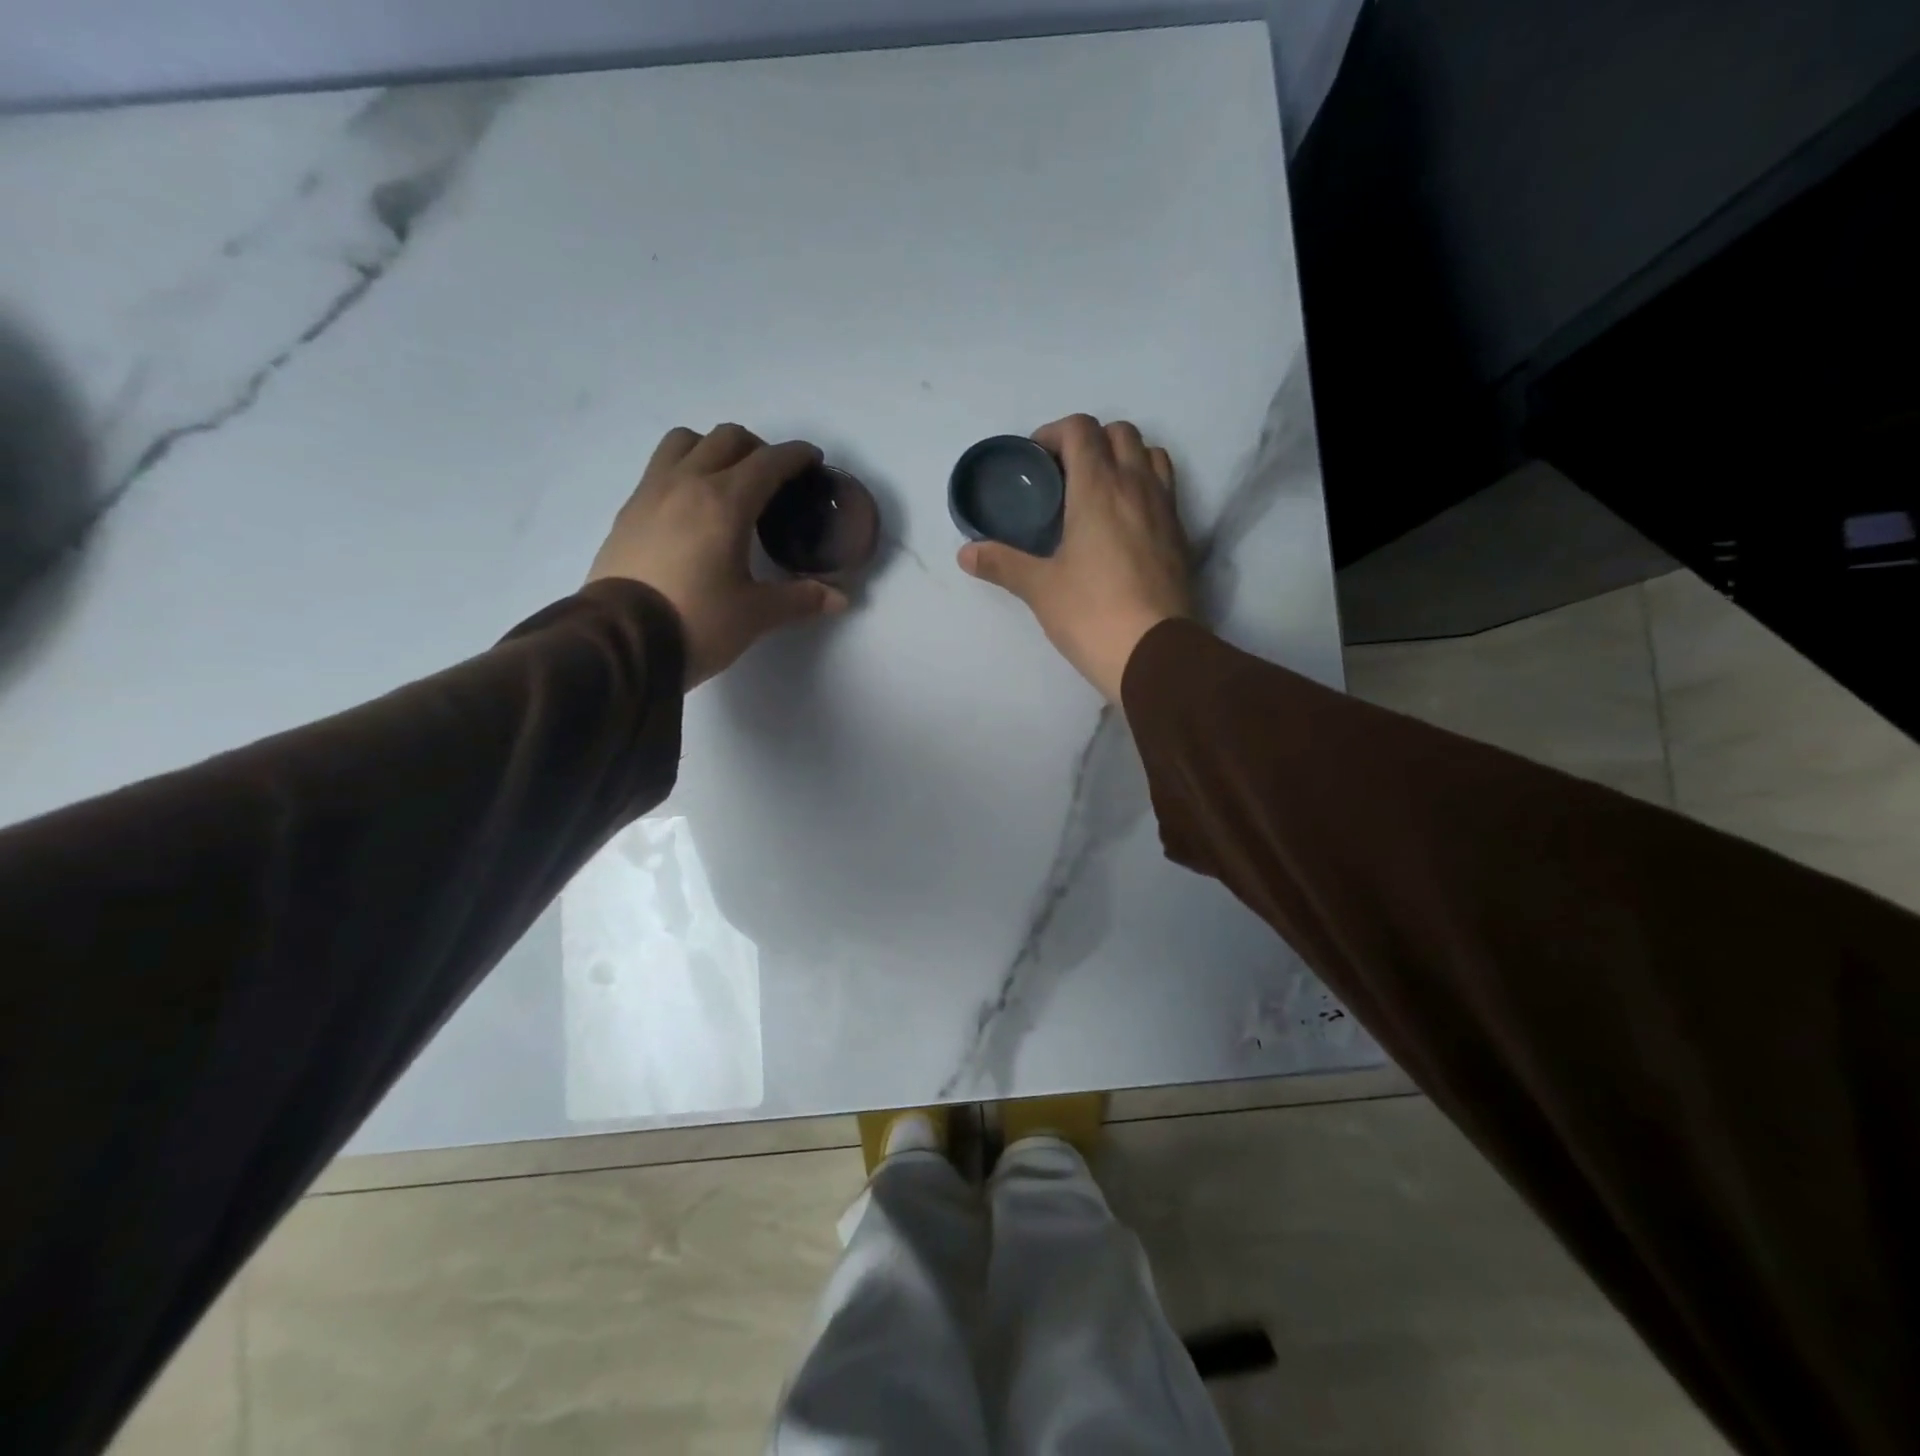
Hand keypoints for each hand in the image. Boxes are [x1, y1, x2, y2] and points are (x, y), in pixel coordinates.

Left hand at [588, 424, 847, 688]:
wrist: (620, 641)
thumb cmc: (697, 622)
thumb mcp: (756, 615)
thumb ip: (800, 599)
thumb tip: (840, 598)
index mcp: (725, 502)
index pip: (768, 462)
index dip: (796, 456)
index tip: (812, 460)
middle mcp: (687, 483)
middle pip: (727, 439)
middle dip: (757, 449)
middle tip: (773, 478)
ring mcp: (651, 493)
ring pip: (685, 442)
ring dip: (713, 449)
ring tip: (727, 481)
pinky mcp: (628, 512)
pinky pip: (660, 468)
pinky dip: (684, 471)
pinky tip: (692, 508)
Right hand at [958, 414, 1192, 703]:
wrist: (1154, 653)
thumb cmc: (1091, 614)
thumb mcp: (1040, 589)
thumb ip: (1002, 563)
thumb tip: (966, 553)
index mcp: (1099, 488)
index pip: (1081, 430)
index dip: (1054, 433)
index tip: (1036, 461)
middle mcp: (1137, 486)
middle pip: (1120, 433)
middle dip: (1090, 441)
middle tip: (1065, 475)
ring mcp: (1165, 509)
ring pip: (1151, 455)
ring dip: (1125, 458)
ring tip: (1099, 491)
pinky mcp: (1182, 536)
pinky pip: (1166, 490)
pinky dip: (1144, 488)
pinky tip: (1124, 524)